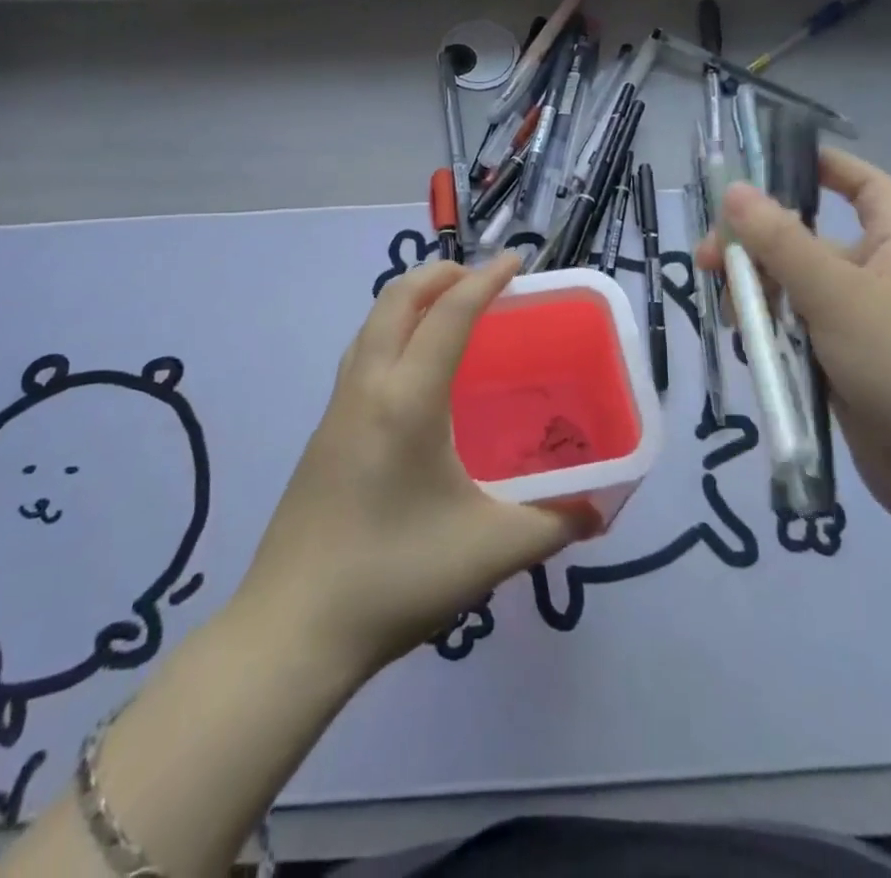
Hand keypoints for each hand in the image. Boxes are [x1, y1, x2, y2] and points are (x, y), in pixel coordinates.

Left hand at [237, 253, 588, 676]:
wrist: (292, 629)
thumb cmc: (396, 578)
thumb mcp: (490, 552)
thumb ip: (553, 524)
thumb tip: (597, 510)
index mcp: (408, 399)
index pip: (450, 315)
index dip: (485, 280)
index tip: (516, 261)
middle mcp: (367, 387)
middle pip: (396, 299)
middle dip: (439, 275)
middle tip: (480, 278)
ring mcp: (336, 408)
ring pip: (371, 324)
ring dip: (409, 299)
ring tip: (447, 311)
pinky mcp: (322, 433)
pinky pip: (360, 355)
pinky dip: (390, 332)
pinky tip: (411, 372)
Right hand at [697, 149, 890, 532]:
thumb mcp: (838, 296)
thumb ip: (782, 242)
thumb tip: (733, 189)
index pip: (863, 185)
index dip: (823, 166)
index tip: (766, 163)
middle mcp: (880, 275)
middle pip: (808, 239)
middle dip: (758, 243)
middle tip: (710, 259)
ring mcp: (861, 321)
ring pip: (795, 287)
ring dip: (758, 291)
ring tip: (730, 311)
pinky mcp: (844, 361)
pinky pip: (797, 329)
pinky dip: (770, 330)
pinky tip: (747, 341)